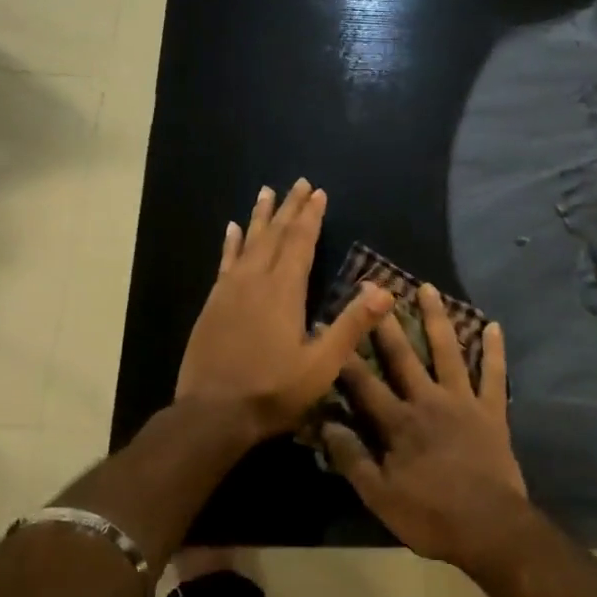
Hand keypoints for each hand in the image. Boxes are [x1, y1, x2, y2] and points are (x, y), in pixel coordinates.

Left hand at [176, 179, 392, 436]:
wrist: (213, 414)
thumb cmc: (272, 391)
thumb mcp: (321, 365)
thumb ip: (351, 326)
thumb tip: (384, 291)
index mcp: (284, 291)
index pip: (301, 243)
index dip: (311, 217)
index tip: (318, 193)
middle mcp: (255, 281)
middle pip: (275, 234)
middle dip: (289, 208)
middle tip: (299, 183)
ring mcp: (230, 290)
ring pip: (249, 242)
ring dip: (260, 216)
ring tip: (267, 191)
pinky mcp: (213, 303)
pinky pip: (225, 261)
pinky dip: (232, 242)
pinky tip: (232, 229)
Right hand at [323, 284, 529, 569]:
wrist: (491, 528)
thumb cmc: (431, 516)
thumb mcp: (381, 497)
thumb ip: (353, 459)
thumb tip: (326, 425)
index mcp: (399, 423)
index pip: (363, 383)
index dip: (343, 356)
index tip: (327, 325)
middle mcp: (428, 401)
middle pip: (403, 356)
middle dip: (385, 323)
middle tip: (374, 287)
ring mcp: (463, 402)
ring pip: (448, 351)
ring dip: (437, 319)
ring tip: (427, 288)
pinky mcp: (492, 411)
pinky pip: (494, 375)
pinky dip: (495, 351)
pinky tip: (495, 325)